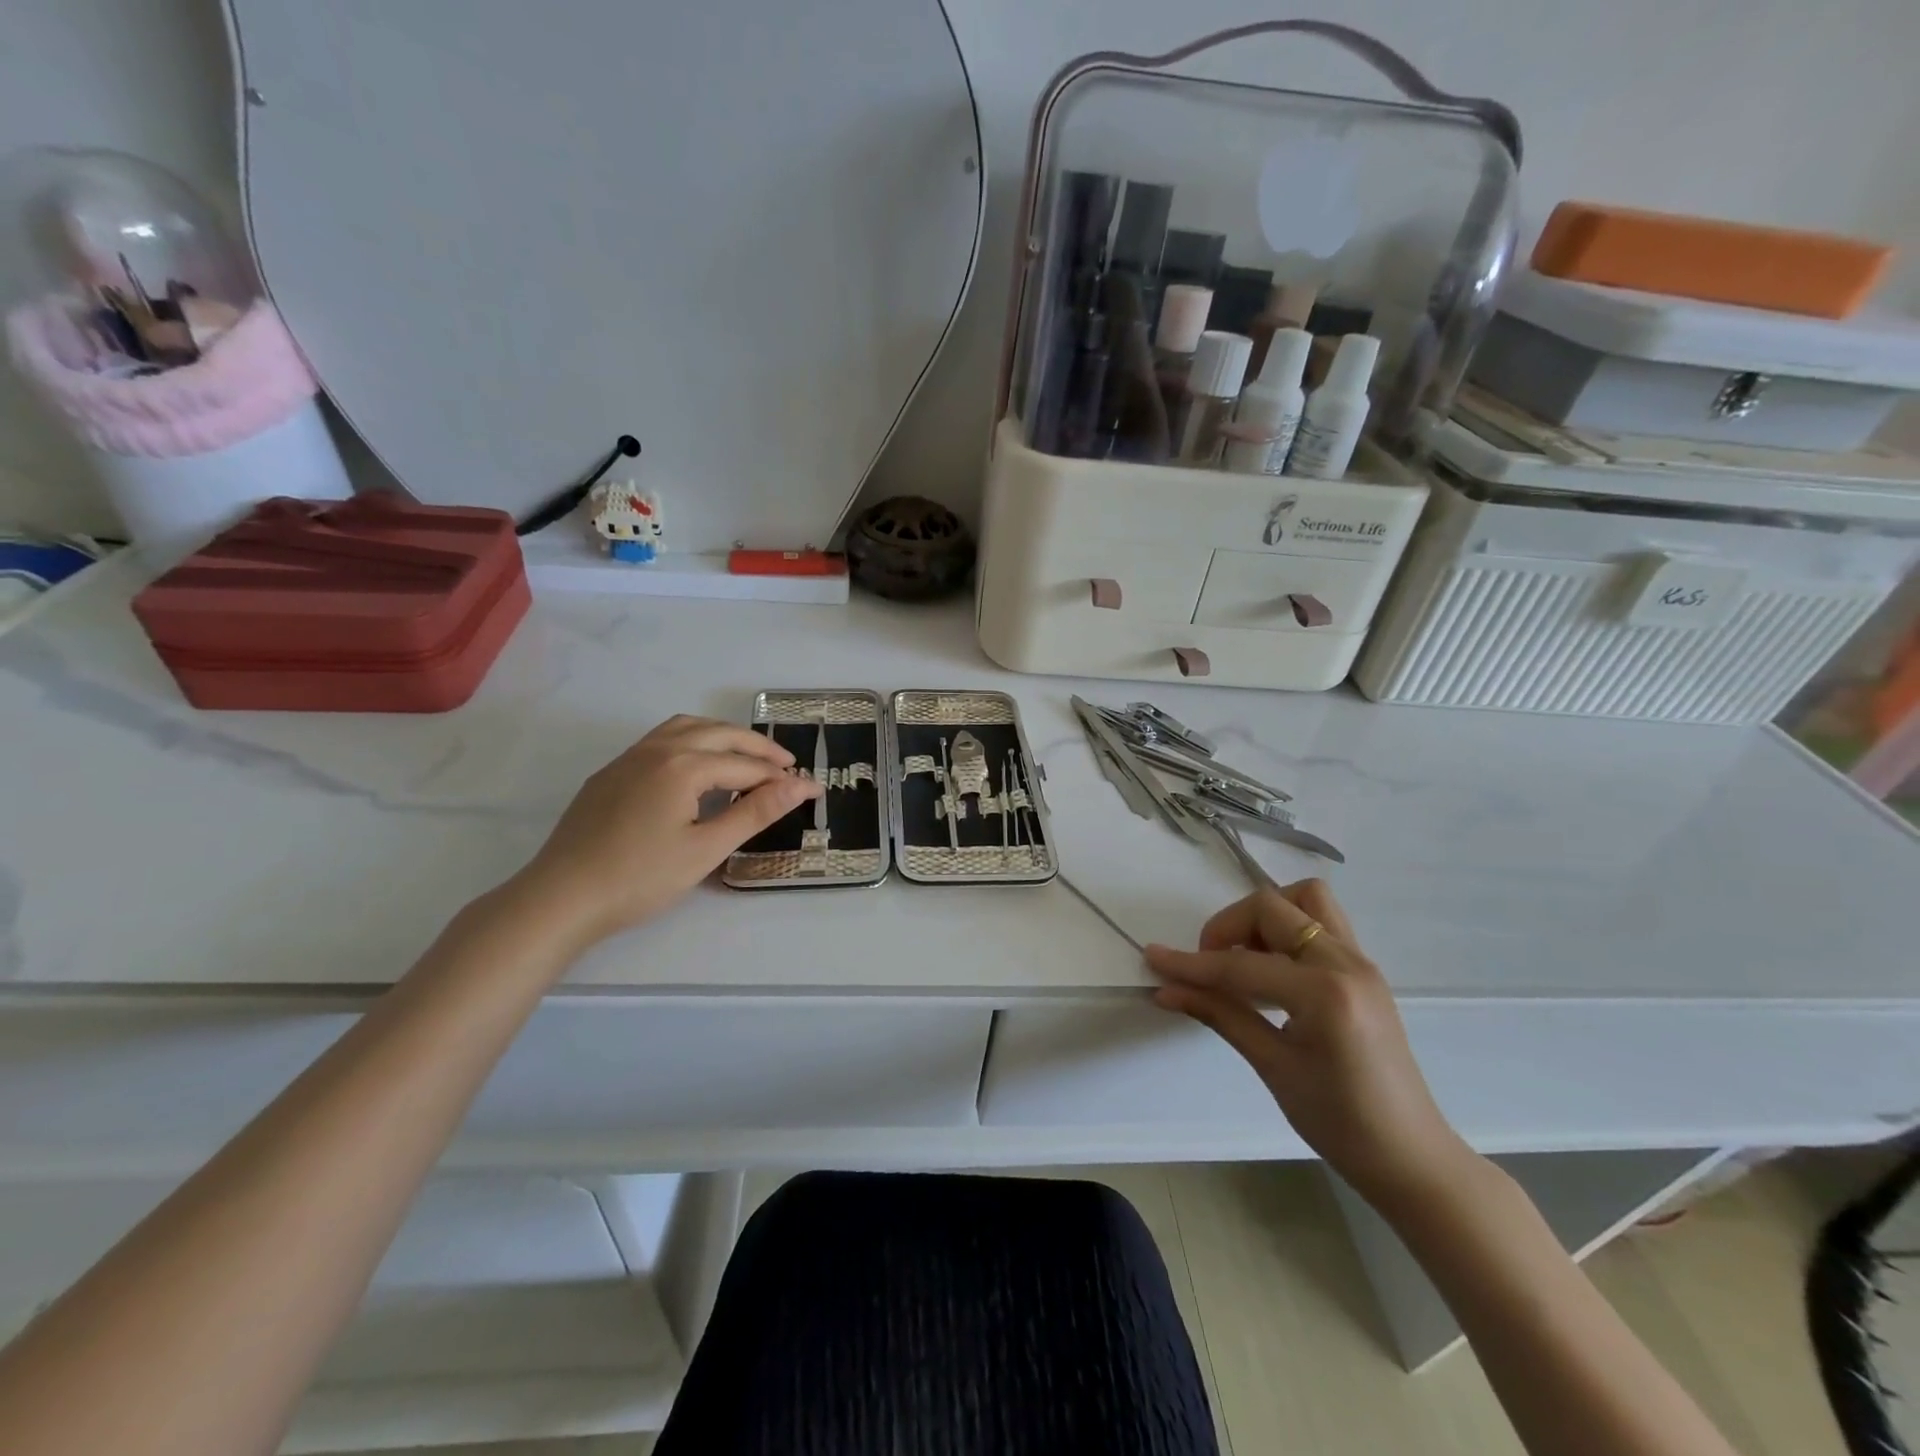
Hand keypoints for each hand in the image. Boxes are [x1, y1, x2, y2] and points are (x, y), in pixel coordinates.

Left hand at [515, 715, 821, 949]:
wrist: (560, 897)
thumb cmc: (640, 878)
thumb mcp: (706, 849)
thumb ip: (756, 812)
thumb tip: (800, 785)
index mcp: (684, 765)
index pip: (746, 767)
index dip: (783, 779)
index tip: (814, 790)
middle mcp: (657, 749)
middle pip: (720, 734)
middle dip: (758, 748)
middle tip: (787, 766)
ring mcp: (629, 757)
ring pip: (687, 727)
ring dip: (723, 735)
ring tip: (747, 756)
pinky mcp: (611, 772)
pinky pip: (662, 739)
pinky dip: (693, 740)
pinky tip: (697, 767)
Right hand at [1145, 880, 1473, 1212]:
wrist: (1411, 1157)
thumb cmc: (1341, 1123)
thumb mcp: (1273, 1068)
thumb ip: (1220, 1015)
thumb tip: (1166, 990)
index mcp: (1326, 993)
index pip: (1242, 965)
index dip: (1192, 963)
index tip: (1154, 957)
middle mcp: (1347, 962)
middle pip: (1272, 907)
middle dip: (1229, 927)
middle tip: (1208, 965)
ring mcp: (1360, 961)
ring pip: (1305, 901)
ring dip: (1264, 917)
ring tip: (1243, 960)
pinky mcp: (1362, 970)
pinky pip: (1319, 923)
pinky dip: (1286, 931)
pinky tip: (1270, 972)